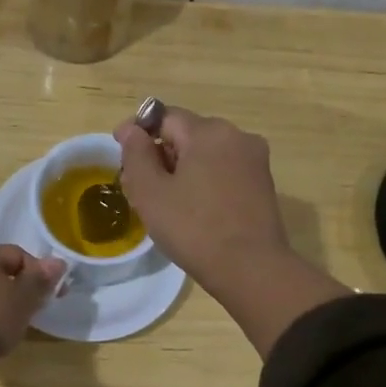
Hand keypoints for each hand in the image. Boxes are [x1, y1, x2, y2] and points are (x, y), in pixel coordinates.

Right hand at [114, 108, 349, 357]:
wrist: (251, 269)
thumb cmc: (193, 228)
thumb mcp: (150, 192)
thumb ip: (135, 153)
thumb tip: (130, 128)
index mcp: (209, 131)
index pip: (164, 117)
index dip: (138, 134)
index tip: (123, 160)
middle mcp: (237, 136)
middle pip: (186, 134)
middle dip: (160, 155)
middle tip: (139, 189)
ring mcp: (254, 160)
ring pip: (206, 154)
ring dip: (182, 169)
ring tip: (164, 203)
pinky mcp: (262, 183)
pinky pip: (223, 170)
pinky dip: (204, 181)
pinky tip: (193, 210)